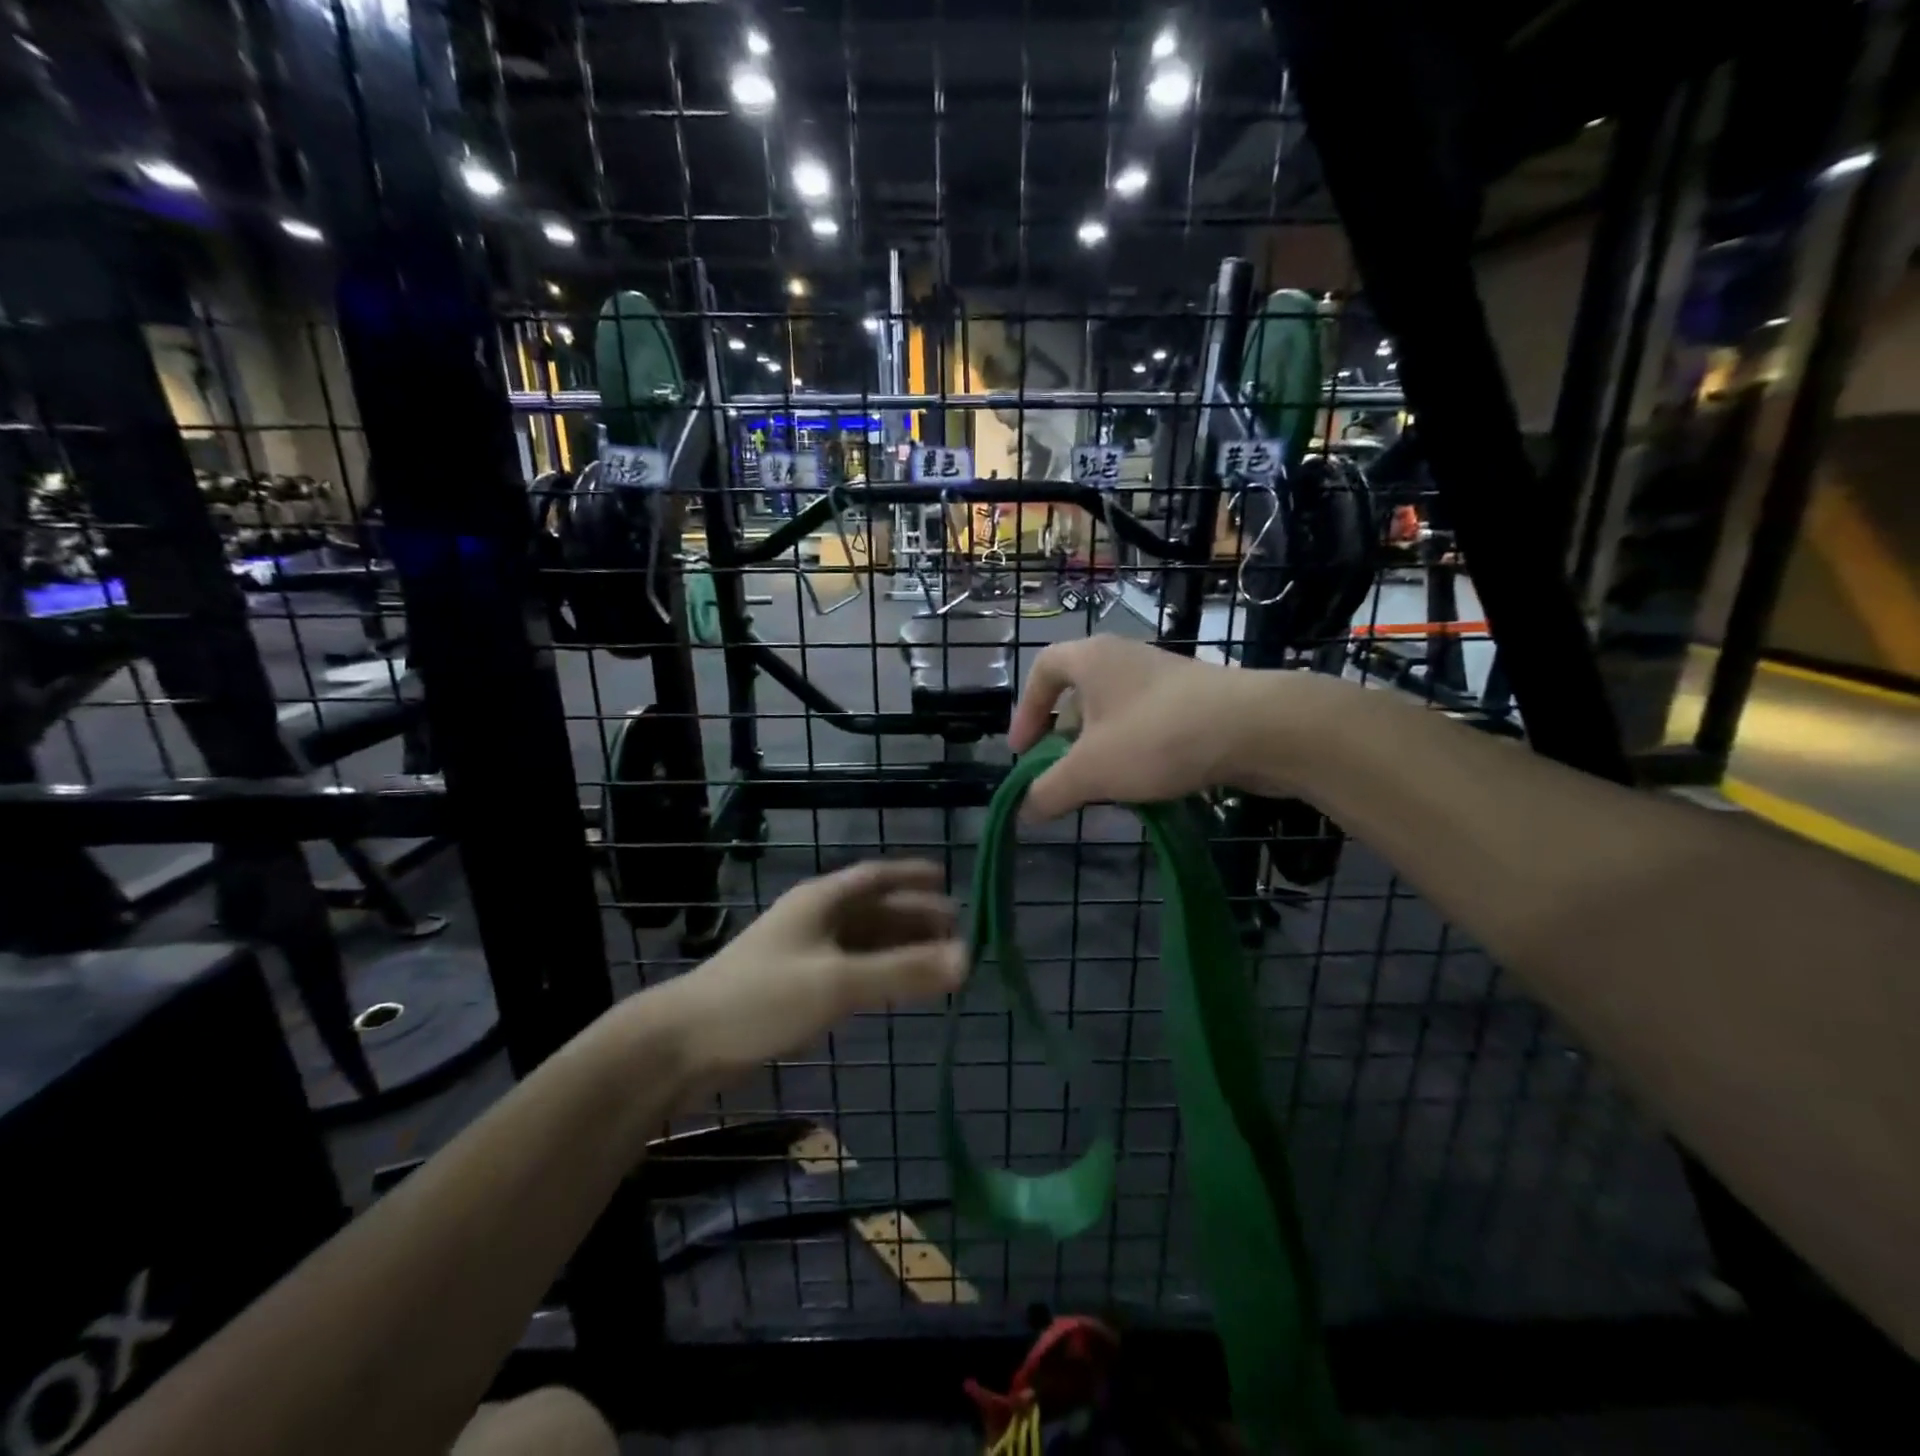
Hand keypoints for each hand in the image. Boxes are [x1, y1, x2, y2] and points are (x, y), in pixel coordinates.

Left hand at [651, 860, 964, 1089]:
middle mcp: (814, 919)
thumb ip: (902, 971)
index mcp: (821, 901)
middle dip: (913, 917)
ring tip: (936, 959)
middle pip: (873, 910)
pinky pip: (849, 969)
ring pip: (862, 941)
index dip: (911, 877)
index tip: (947, 880)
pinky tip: (892, 986)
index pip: (876, 877)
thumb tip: (968, 959)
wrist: (684, 1043)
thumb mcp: (839, 982)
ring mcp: (801, 953)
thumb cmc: (764, 998)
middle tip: (956, 929)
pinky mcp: (793, 987)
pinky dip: (877, 972)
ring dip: (898, 946)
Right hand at [1008, 635, 1275, 818]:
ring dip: (1101, 749)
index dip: (1025, 711)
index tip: (1023, 752)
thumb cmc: (1156, 736)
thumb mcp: (1090, 771)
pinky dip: (1135, 750)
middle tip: (1062, 773)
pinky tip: (1145, 784)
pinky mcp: (1196, 700)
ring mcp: (1165, 677)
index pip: (1042, 670)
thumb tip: (1023, 811)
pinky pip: (1148, 723)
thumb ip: (1049, 790)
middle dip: (1064, 738)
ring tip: (1102, 787)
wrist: (1257, 728)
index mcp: (1092, 659)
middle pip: (1079, 694)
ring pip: (1116, 712)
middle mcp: (1125, 658)